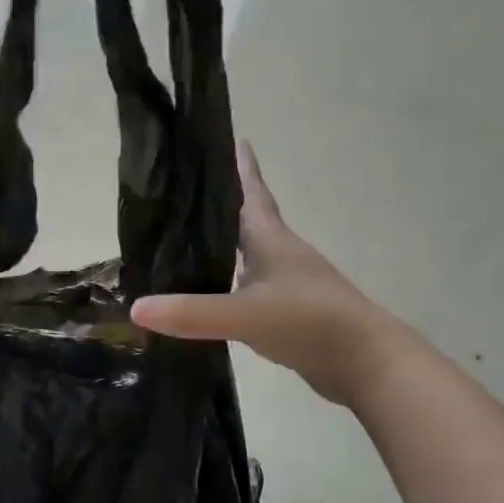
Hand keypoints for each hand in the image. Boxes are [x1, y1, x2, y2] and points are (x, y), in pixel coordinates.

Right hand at [131, 143, 386, 405]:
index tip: (234, 139)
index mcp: (272, 240)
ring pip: (249, 256)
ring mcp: (288, 285)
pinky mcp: (289, 314)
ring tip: (188, 242)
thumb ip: (192, 312)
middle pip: (247, 221)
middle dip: (221, 206)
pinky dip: (229, 285)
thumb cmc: (310, 322)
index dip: (242, 167)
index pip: (252, 193)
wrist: (367, 364)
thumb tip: (136, 308)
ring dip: (224, 246)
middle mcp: (281, 255)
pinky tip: (212, 295)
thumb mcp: (246, 314)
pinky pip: (251, 289)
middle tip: (187, 194)